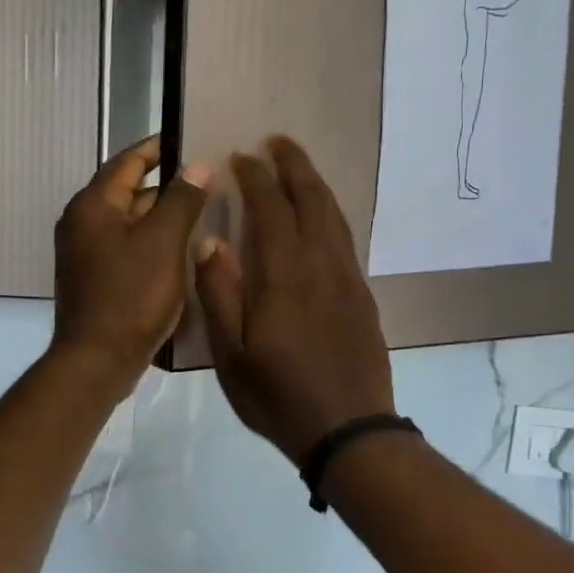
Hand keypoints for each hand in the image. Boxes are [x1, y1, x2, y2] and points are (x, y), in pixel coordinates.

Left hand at [50, 135, 209, 398]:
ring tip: (204, 213)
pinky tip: (183, 251)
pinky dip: (153, 243)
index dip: (159, 147)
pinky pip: (128, 248)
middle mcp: (83, 222)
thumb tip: (197, 165)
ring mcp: (86, 253)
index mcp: (93, 205)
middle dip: (167, 185)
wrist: (97, 360)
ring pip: (130, 222)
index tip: (191, 139)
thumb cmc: (131, 296)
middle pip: (129, 191)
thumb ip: (182, 199)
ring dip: (162, 216)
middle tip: (208, 180)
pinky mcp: (95, 279)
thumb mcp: (164, 243)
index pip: (128, 161)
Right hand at [194, 136, 393, 461]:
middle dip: (294, 166)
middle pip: (312, 200)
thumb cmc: (279, 397)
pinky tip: (321, 218)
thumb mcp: (231, 356)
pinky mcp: (362, 297)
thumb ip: (219, 294)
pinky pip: (345, 240)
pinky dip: (330, 214)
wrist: (349, 430)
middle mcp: (320, 267)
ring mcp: (347, 280)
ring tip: (298, 167)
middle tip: (277, 142)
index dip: (256, 178)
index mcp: (283, 277)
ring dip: (315, 185)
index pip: (270, 210)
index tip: (242, 157)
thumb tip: (210, 241)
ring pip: (334, 217)